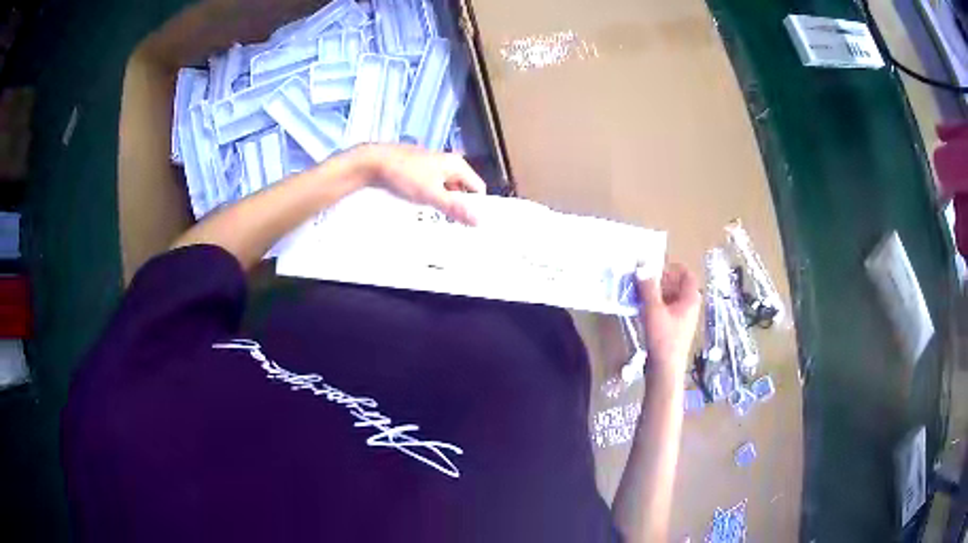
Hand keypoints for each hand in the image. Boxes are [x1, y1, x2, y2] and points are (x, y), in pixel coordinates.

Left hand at [353, 144, 486, 224]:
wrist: (373, 162)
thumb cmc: (404, 175)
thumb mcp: (431, 195)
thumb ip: (455, 208)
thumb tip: (478, 220)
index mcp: (456, 165)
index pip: (478, 188)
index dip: (476, 206)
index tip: (469, 224)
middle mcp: (447, 163)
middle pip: (461, 190)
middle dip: (457, 207)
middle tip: (452, 226)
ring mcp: (432, 166)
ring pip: (445, 190)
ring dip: (442, 204)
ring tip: (435, 220)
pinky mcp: (418, 170)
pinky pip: (431, 187)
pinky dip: (429, 198)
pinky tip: (421, 209)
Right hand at [637, 263, 700, 376]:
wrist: (665, 369)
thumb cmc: (663, 338)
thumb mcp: (653, 310)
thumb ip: (648, 287)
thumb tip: (642, 266)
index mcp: (690, 299)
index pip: (687, 274)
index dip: (672, 268)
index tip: (655, 270)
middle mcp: (689, 307)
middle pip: (678, 285)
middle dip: (660, 281)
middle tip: (643, 282)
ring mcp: (682, 319)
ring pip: (671, 298)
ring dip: (656, 294)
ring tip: (638, 295)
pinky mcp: (674, 329)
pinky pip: (666, 310)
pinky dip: (655, 306)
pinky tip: (641, 310)